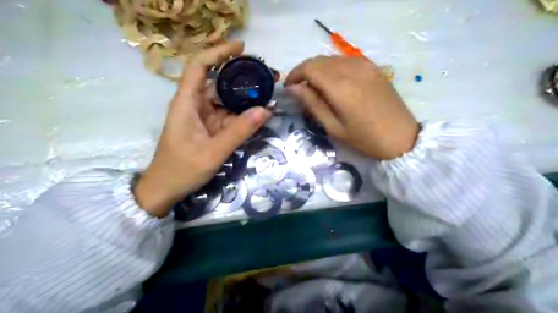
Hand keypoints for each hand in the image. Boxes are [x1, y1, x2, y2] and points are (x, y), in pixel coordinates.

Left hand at [134, 41, 271, 217]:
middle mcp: (193, 104)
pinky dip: (241, 113)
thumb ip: (239, 132)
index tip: (241, 48)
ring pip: (224, 98)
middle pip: (216, 80)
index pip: (199, 66)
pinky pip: (226, 114)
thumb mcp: (213, 152)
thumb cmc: (182, 170)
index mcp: (186, 103)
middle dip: (239, 74)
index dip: (218, 52)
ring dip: (243, 95)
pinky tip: (257, 113)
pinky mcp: (207, 127)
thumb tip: (266, 110)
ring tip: (267, 92)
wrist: (165, 189)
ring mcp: (201, 116)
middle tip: (265, 74)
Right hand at [284, 55, 418, 161]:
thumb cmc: (365, 138)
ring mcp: (365, 66)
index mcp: (340, 87)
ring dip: (319, 69)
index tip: (289, 87)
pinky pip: (346, 60)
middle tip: (300, 89)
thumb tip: (294, 88)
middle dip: (304, 71)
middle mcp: (352, 70)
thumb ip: (313, 104)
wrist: (401, 137)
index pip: (309, 68)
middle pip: (319, 60)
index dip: (295, 75)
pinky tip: (335, 81)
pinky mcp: (373, 67)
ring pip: (332, 58)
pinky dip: (334, 67)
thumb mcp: (334, 127)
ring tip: (316, 87)